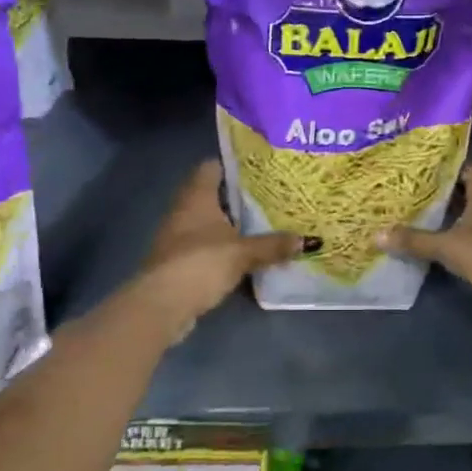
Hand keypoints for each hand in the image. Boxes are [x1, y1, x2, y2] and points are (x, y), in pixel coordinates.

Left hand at [128, 161, 305, 340]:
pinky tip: (243, 254)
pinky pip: (204, 246)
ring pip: (208, 222)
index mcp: (197, 196)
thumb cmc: (201, 263)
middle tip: (269, 197)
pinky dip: (221, 247)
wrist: (162, 305)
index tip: (258, 169)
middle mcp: (184, 210)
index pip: (211, 167)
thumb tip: (309, 240)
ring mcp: (177, 236)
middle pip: (211, 194)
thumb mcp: (243, 253)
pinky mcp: (177, 261)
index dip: (233, 165)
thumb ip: (273, 245)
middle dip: (237, 198)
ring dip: (229, 225)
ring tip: (261, 225)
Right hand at [376, 164, 471, 341]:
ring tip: (415, 215)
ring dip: (448, 217)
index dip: (444, 167)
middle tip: (409, 191)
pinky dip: (456, 238)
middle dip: (440, 192)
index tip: (418, 168)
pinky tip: (434, 243)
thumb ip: (414, 240)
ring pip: (470, 215)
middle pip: (466, 191)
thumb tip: (377, 234)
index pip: (466, 167)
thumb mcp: (447, 246)